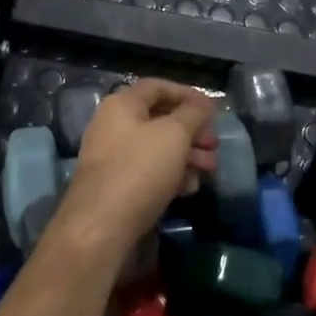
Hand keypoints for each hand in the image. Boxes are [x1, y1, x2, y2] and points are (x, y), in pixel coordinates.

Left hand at [54, 79, 217, 258]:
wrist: (100, 228)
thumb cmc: (139, 170)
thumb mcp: (174, 135)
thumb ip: (193, 113)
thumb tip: (203, 102)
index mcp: (122, 105)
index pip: (158, 87)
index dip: (187, 94)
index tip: (212, 110)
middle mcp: (113, 126)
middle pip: (160, 119)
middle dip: (192, 130)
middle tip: (214, 145)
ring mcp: (113, 157)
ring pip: (157, 147)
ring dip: (187, 154)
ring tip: (209, 169)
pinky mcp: (117, 186)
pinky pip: (149, 171)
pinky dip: (171, 174)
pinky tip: (190, 188)